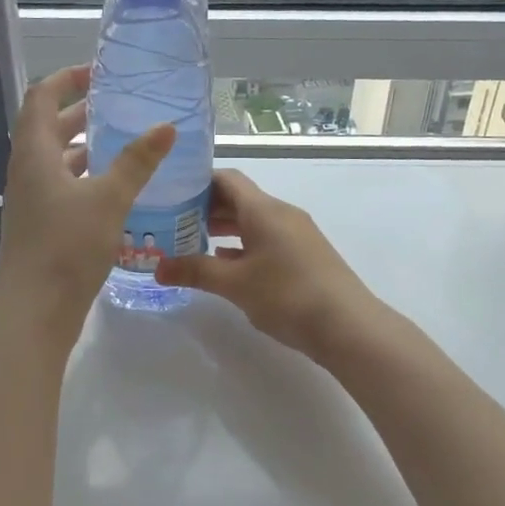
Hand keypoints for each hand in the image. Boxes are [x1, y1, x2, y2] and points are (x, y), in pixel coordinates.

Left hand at [0, 65, 173, 329]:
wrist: (36, 309)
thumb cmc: (67, 246)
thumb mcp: (108, 199)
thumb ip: (137, 162)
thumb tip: (167, 127)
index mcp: (34, 153)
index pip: (41, 98)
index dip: (66, 80)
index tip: (98, 73)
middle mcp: (27, 171)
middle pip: (48, 128)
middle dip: (80, 113)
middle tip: (118, 106)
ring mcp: (32, 201)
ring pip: (56, 161)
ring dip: (84, 147)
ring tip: (122, 142)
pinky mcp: (42, 226)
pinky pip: (63, 188)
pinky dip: (86, 178)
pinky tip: (115, 188)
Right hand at [154, 170, 385, 363]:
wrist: (347, 326)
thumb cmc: (287, 296)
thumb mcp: (235, 284)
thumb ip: (195, 271)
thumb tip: (157, 268)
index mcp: (264, 210)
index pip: (227, 179)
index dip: (197, 182)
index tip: (169, 194)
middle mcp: (281, 214)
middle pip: (239, 199)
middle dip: (205, 208)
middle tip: (170, 222)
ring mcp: (296, 235)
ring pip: (253, 221)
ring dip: (224, 229)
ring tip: (191, 243)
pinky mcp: (304, 256)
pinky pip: (266, 240)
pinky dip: (242, 246)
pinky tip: (224, 264)